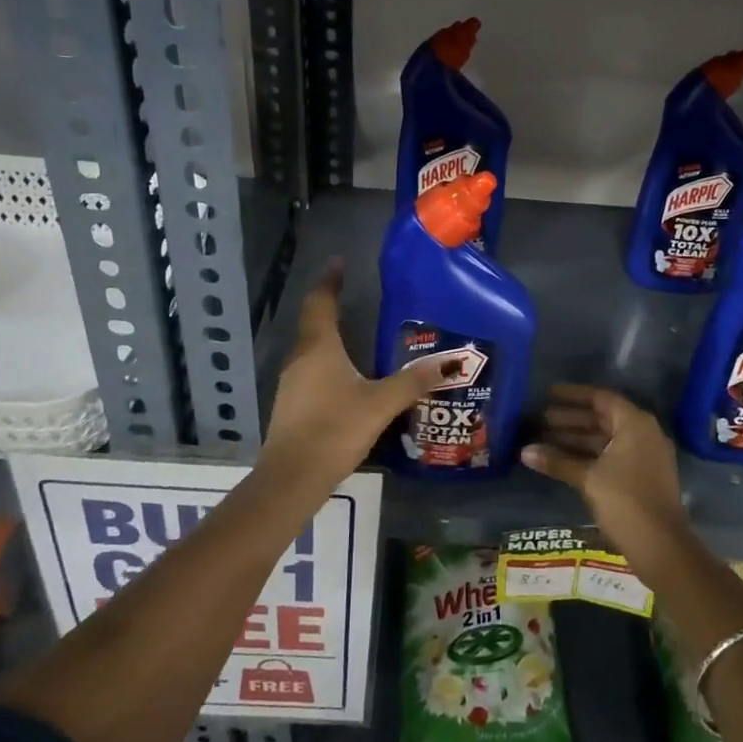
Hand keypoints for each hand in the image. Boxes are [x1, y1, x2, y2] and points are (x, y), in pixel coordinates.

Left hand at [258, 263, 449, 496]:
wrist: (292, 479)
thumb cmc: (334, 429)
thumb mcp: (380, 404)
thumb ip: (413, 382)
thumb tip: (450, 362)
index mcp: (319, 347)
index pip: (321, 302)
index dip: (330, 281)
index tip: (339, 263)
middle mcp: (301, 358)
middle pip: (313, 322)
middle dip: (331, 306)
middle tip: (354, 296)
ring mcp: (292, 383)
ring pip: (311, 349)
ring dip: (329, 336)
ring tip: (357, 334)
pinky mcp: (292, 406)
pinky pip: (311, 372)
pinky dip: (327, 363)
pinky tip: (346, 377)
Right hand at [523, 385, 688, 552]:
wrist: (662, 547)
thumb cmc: (625, 501)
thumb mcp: (588, 478)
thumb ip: (557, 461)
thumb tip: (524, 451)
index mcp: (635, 423)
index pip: (600, 398)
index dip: (572, 396)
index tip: (547, 394)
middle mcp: (643, 433)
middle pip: (602, 418)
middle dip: (569, 419)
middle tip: (539, 420)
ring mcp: (645, 456)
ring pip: (605, 439)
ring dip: (576, 439)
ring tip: (543, 440)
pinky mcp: (642, 476)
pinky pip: (611, 455)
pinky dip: (588, 455)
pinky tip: (563, 462)